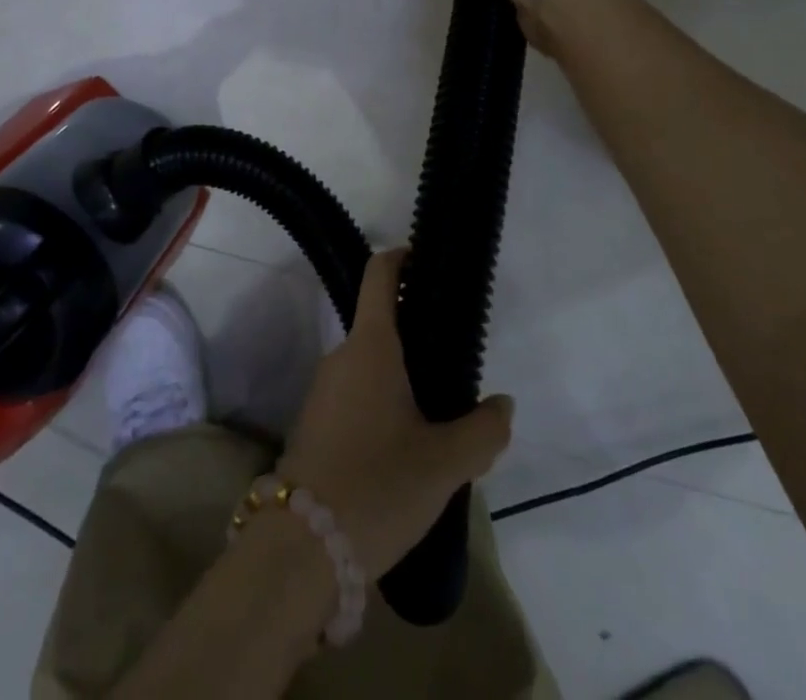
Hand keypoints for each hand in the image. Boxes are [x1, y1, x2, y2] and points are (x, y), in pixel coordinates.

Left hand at [278, 249, 513, 577]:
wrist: (302, 548)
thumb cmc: (378, 485)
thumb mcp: (445, 463)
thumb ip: (483, 430)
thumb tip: (502, 405)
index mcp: (370, 346)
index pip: (379, 276)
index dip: (402, 258)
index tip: (426, 259)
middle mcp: (341, 356)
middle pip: (380, 325)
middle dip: (417, 337)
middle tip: (455, 367)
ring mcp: (323, 390)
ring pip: (369, 366)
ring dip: (400, 378)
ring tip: (438, 417)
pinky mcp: (314, 424)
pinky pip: (355, 396)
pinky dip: (381, 404)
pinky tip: (404, 449)